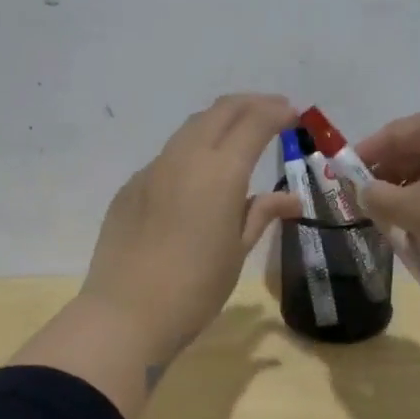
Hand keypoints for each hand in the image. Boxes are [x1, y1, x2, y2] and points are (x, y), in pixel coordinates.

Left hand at [80, 94, 301, 365]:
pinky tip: (198, 174)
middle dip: (250, 104)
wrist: (126, 314)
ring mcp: (153, 170)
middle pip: (220, 112)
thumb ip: (261, 214)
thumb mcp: (237, 252)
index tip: (293, 114)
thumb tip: (290, 199)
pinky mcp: (131, 187)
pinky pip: (168, 156)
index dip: (277, 112)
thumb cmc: (195, 288)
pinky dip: (192, 150)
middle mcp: (185, 158)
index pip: (254, 123)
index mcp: (220, 172)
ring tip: (238, 133)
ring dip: (219, 121)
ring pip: (190, 129)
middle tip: (272, 110)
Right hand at [351, 105, 419, 297]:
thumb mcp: (412, 210)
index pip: (392, 133)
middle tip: (367, 205)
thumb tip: (364, 192)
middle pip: (418, 148)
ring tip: (396, 221)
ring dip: (414, 191)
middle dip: (389, 176)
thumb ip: (377, 197)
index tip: (341, 180)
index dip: (363, 157)